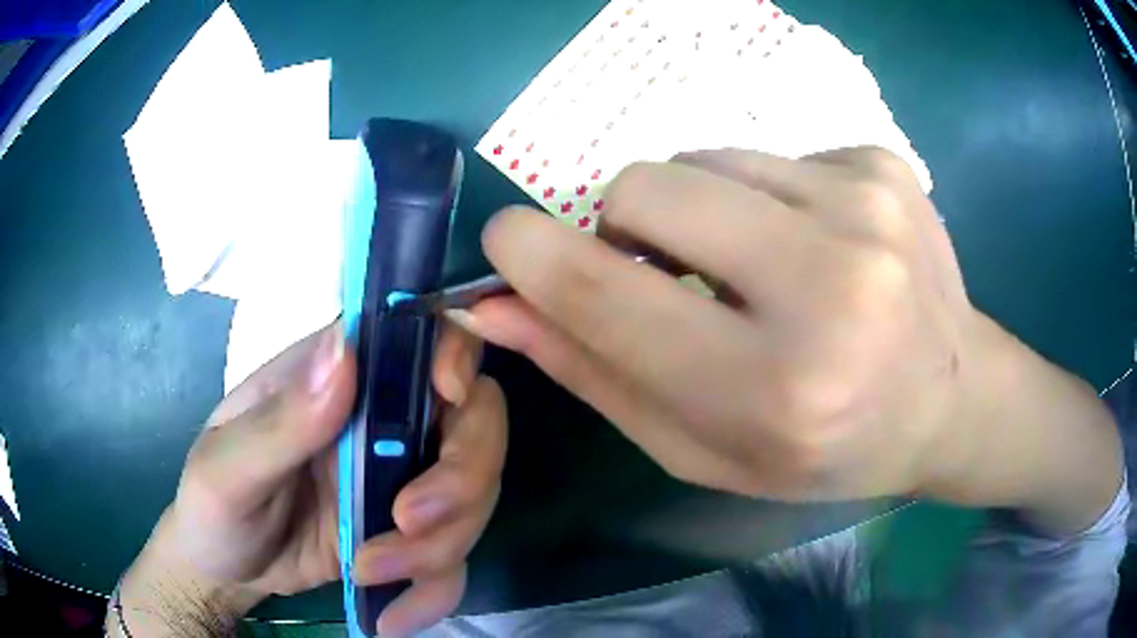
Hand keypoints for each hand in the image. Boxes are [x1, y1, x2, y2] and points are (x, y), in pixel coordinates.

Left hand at [115, 321, 503, 636]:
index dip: (455, 350)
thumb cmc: (213, 507)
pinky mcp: (408, 536)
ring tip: (368, 574)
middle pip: (473, 420)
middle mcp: (379, 420)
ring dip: (437, 547)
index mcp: (332, 378)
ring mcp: (399, 479)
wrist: (226, 573)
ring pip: (473, 496)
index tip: (450, 395)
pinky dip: (434, 591)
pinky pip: (454, 558)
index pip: (416, 335)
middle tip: (410, 525)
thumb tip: (343, 353)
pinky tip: (392, 617)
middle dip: (460, 478)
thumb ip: (281, 420)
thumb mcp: (228, 469)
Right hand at [453, 147, 1119, 524]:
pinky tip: (816, 246)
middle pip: (645, 185)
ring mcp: (866, 207)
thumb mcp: (705, 448)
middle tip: (670, 273)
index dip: (529, 255)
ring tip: (760, 269)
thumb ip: (596, 372)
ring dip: (700, 211)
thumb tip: (500, 305)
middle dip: (625, 225)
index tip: (506, 244)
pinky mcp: (882, 164)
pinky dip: (765, 197)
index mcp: (774, 388)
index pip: (605, 292)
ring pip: (703, 160)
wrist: (953, 400)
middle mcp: (829, 285)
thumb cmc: (826, 451)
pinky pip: (770, 155)